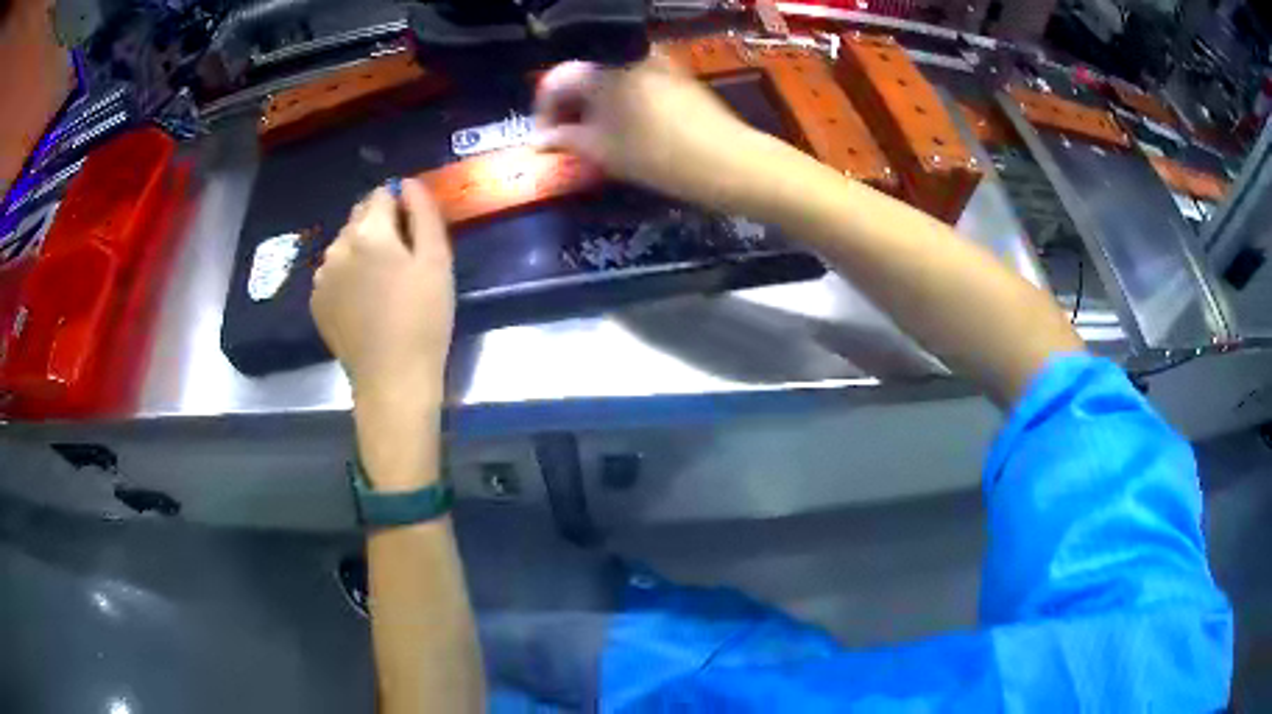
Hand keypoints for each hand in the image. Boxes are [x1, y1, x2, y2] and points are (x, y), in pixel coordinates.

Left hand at [311, 180, 454, 407]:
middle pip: (360, 217)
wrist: (392, 380)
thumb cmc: (423, 319)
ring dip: (362, 251)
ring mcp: (321, 276)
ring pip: (345, 245)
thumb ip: (423, 212)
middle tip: (403, 262)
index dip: (402, 207)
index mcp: (368, 232)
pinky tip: (364, 303)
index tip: (416, 235)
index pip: (382, 194)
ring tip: (383, 285)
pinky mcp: (316, 301)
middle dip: (380, 227)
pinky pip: (333, 272)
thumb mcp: (437, 260)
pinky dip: (348, 276)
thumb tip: (408, 182)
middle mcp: (337, 247)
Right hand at [533, 55, 779, 212]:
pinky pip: (634, 82)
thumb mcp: (605, 151)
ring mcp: (656, 62)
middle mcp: (628, 55)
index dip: (543, 111)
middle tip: (566, 141)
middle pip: (583, 75)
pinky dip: (620, 102)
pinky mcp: (676, 75)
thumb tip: (541, 140)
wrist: (730, 161)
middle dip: (569, 108)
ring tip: (594, 139)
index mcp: (604, 68)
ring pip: (610, 79)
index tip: (543, 141)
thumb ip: (567, 140)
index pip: (555, 80)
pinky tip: (624, 129)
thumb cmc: (660, 156)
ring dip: (594, 106)